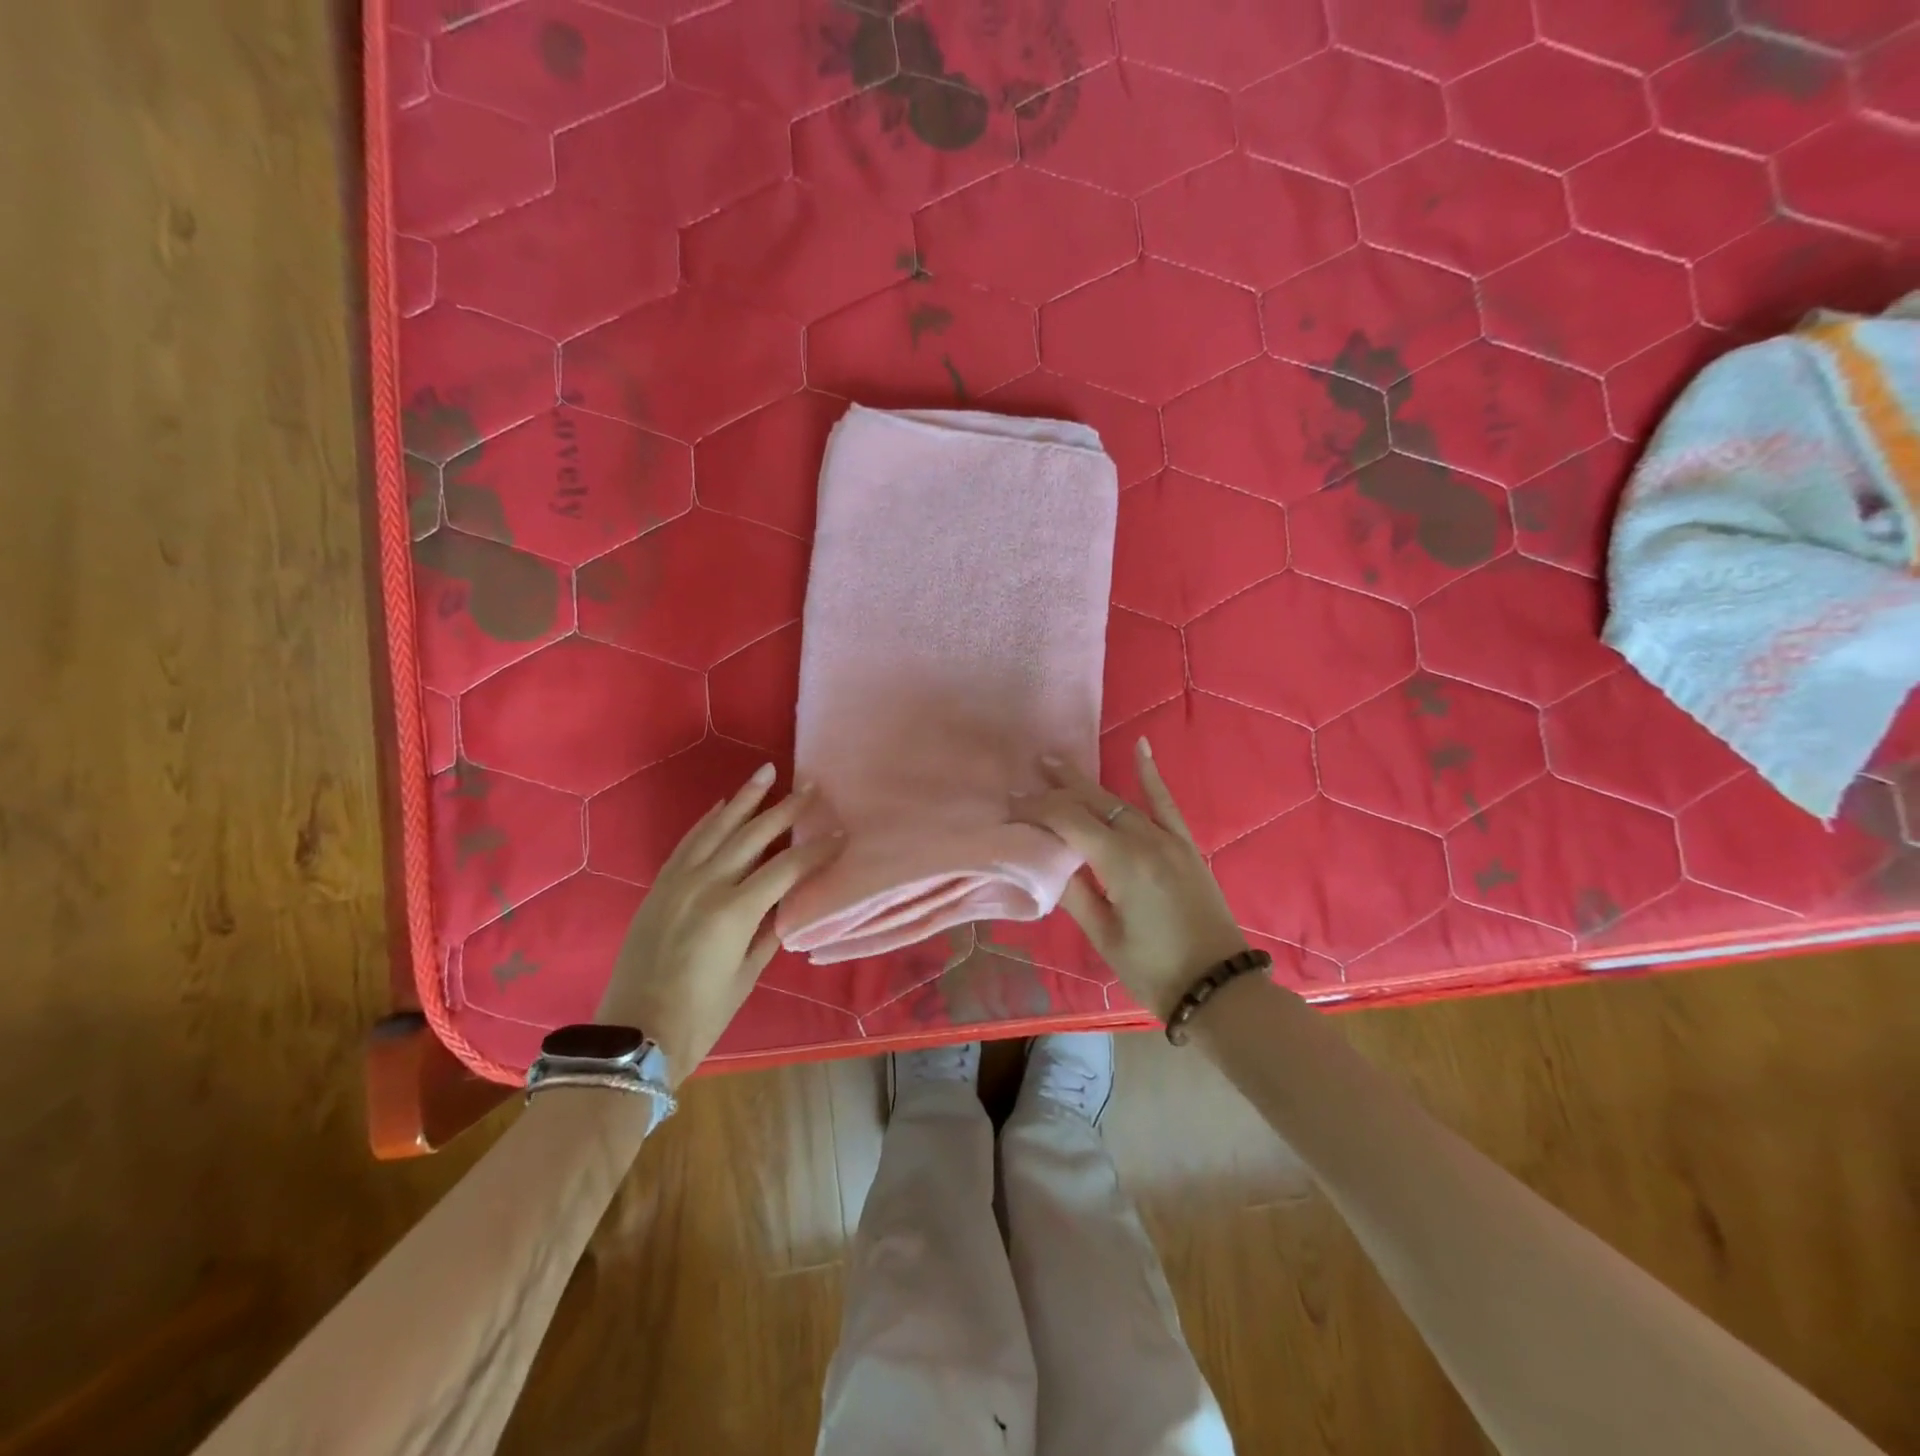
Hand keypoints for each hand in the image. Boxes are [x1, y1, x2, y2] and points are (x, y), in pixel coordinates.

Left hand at [595, 765, 840, 1083]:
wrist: (634, 1034)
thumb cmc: (701, 1015)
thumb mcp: (746, 975)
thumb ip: (770, 931)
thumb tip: (790, 902)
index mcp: (734, 911)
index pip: (787, 867)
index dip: (817, 850)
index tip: (840, 834)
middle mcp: (706, 885)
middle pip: (753, 835)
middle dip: (785, 809)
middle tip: (810, 786)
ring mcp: (678, 881)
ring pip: (717, 828)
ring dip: (744, 799)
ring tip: (766, 773)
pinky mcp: (660, 886)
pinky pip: (688, 842)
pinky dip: (709, 820)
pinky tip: (723, 805)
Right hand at [1012, 740, 1248, 1019]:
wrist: (1219, 988)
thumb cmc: (1155, 970)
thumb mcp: (1105, 936)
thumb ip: (1075, 894)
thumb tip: (1047, 863)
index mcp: (1122, 864)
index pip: (1070, 821)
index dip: (1039, 809)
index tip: (1012, 803)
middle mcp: (1145, 841)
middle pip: (1093, 804)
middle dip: (1059, 787)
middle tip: (1029, 772)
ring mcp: (1169, 840)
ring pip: (1120, 801)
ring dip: (1088, 783)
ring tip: (1058, 764)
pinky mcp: (1186, 846)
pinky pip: (1165, 803)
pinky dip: (1151, 775)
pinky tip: (1141, 746)